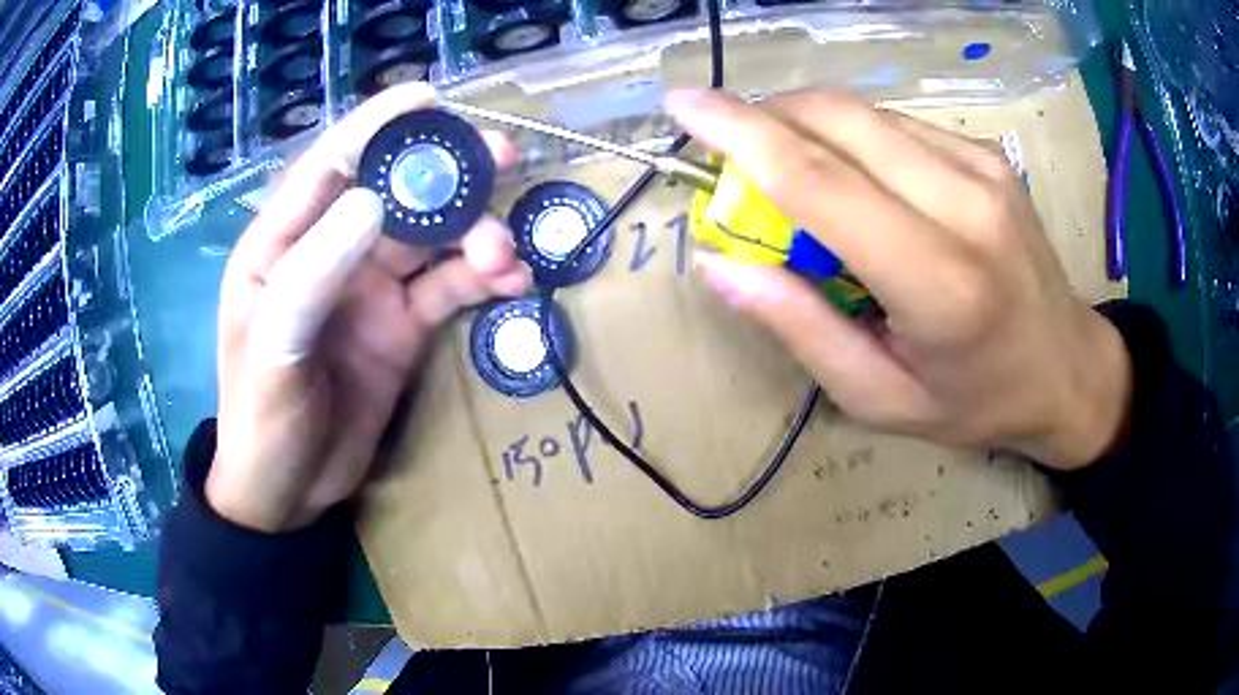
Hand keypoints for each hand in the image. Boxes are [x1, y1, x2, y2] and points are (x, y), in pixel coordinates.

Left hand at [207, 84, 531, 531]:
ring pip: (432, 239)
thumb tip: (374, 200)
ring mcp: (370, 289)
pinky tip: (511, 283)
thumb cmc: (260, 417)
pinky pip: (448, 289)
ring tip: (507, 251)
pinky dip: (481, 280)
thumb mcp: (273, 346)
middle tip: (503, 159)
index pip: (331, 165)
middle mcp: (331, 252)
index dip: (377, 125)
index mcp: (283, 243)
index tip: (429, 97)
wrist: (288, 492)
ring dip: (475, 233)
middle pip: (395, 193)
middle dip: (447, 173)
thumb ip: (314, 271)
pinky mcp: (403, 327)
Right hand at [667, 89, 1131, 469]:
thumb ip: (801, 329)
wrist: (1068, 368)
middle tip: (730, 153)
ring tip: (791, 173)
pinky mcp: (987, 154)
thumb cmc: (976, 401)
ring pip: (862, 112)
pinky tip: (854, 177)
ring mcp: (982, 168)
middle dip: (764, 118)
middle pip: (836, 121)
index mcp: (939, 283)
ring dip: (805, 125)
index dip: (739, 133)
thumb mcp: (880, 399)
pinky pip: (895, 124)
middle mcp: (965, 205)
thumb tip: (721, 264)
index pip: (820, 180)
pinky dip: (851, 136)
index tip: (681, 106)